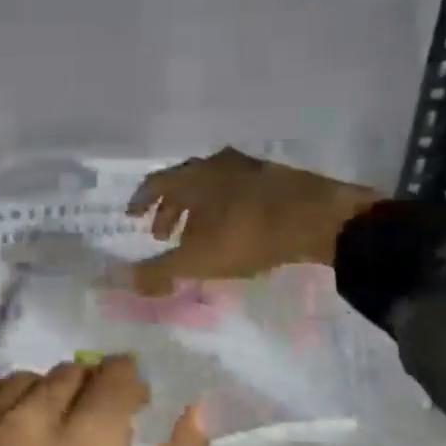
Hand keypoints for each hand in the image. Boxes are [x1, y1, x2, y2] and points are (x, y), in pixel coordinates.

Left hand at [0, 357, 214, 445]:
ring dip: (42, 397)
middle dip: (91, 393)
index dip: (131, 384)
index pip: (114, 376)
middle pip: (67, 374)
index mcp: (86, 445)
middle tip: (93, 433)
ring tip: (46, 436)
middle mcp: (26, 421)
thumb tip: (195, 413)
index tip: (134, 405)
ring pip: (18, 381)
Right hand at [126, 147, 380, 295]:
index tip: (133, 218)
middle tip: (164, 235)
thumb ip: (159, 271)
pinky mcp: (277, 177)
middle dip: (170, 209)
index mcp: (191, 177)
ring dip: (199, 209)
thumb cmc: (247, 234)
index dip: (140, 201)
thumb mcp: (197, 260)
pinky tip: (235, 228)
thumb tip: (126, 281)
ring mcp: (249, 168)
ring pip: (212, 185)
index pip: (155, 183)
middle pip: (183, 182)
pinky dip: (226, 207)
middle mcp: (215, 164)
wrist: (319, 219)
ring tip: (200, 235)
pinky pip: (238, 190)